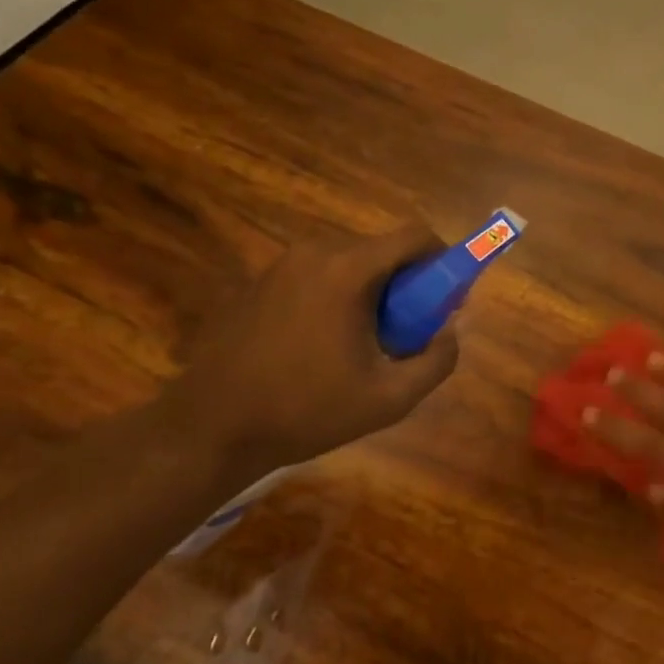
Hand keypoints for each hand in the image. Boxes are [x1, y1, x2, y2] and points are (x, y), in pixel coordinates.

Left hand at [170, 224, 459, 476]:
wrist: (213, 427)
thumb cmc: (308, 410)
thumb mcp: (391, 398)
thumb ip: (437, 360)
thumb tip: (450, 330)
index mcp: (348, 270)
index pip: (414, 236)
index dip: (443, 259)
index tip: (448, 297)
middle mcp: (314, 253)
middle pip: (382, 250)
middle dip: (407, 283)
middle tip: (409, 332)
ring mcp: (281, 264)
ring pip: (349, 263)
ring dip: (372, 292)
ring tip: (365, 344)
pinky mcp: (259, 282)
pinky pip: (317, 276)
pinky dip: (338, 297)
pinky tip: (325, 345)